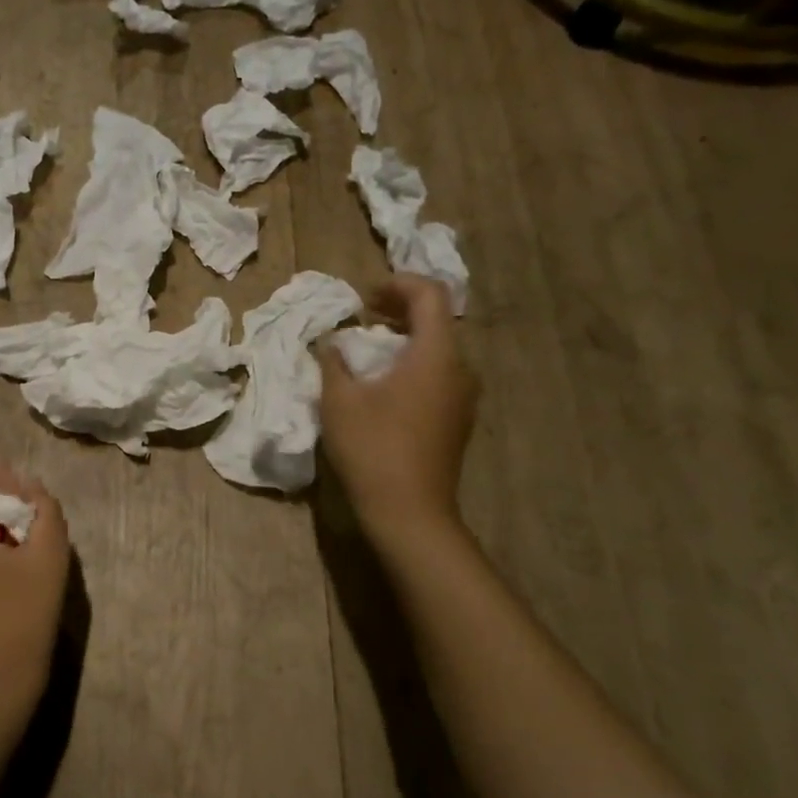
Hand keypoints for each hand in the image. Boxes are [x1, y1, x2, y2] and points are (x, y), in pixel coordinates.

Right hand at [317, 274, 477, 545]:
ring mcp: (463, 398)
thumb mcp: (339, 400)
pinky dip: (412, 365)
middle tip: (362, 315)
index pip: (430, 294)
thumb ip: (334, 361)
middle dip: (398, 310)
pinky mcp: (457, 421)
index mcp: (436, 355)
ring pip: (438, 350)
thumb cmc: (373, 449)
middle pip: (436, 321)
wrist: (410, 514)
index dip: (398, 283)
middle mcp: (460, 370)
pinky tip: (384, 386)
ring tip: (368, 351)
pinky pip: (438, 376)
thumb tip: (333, 343)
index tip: (365, 296)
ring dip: (404, 339)